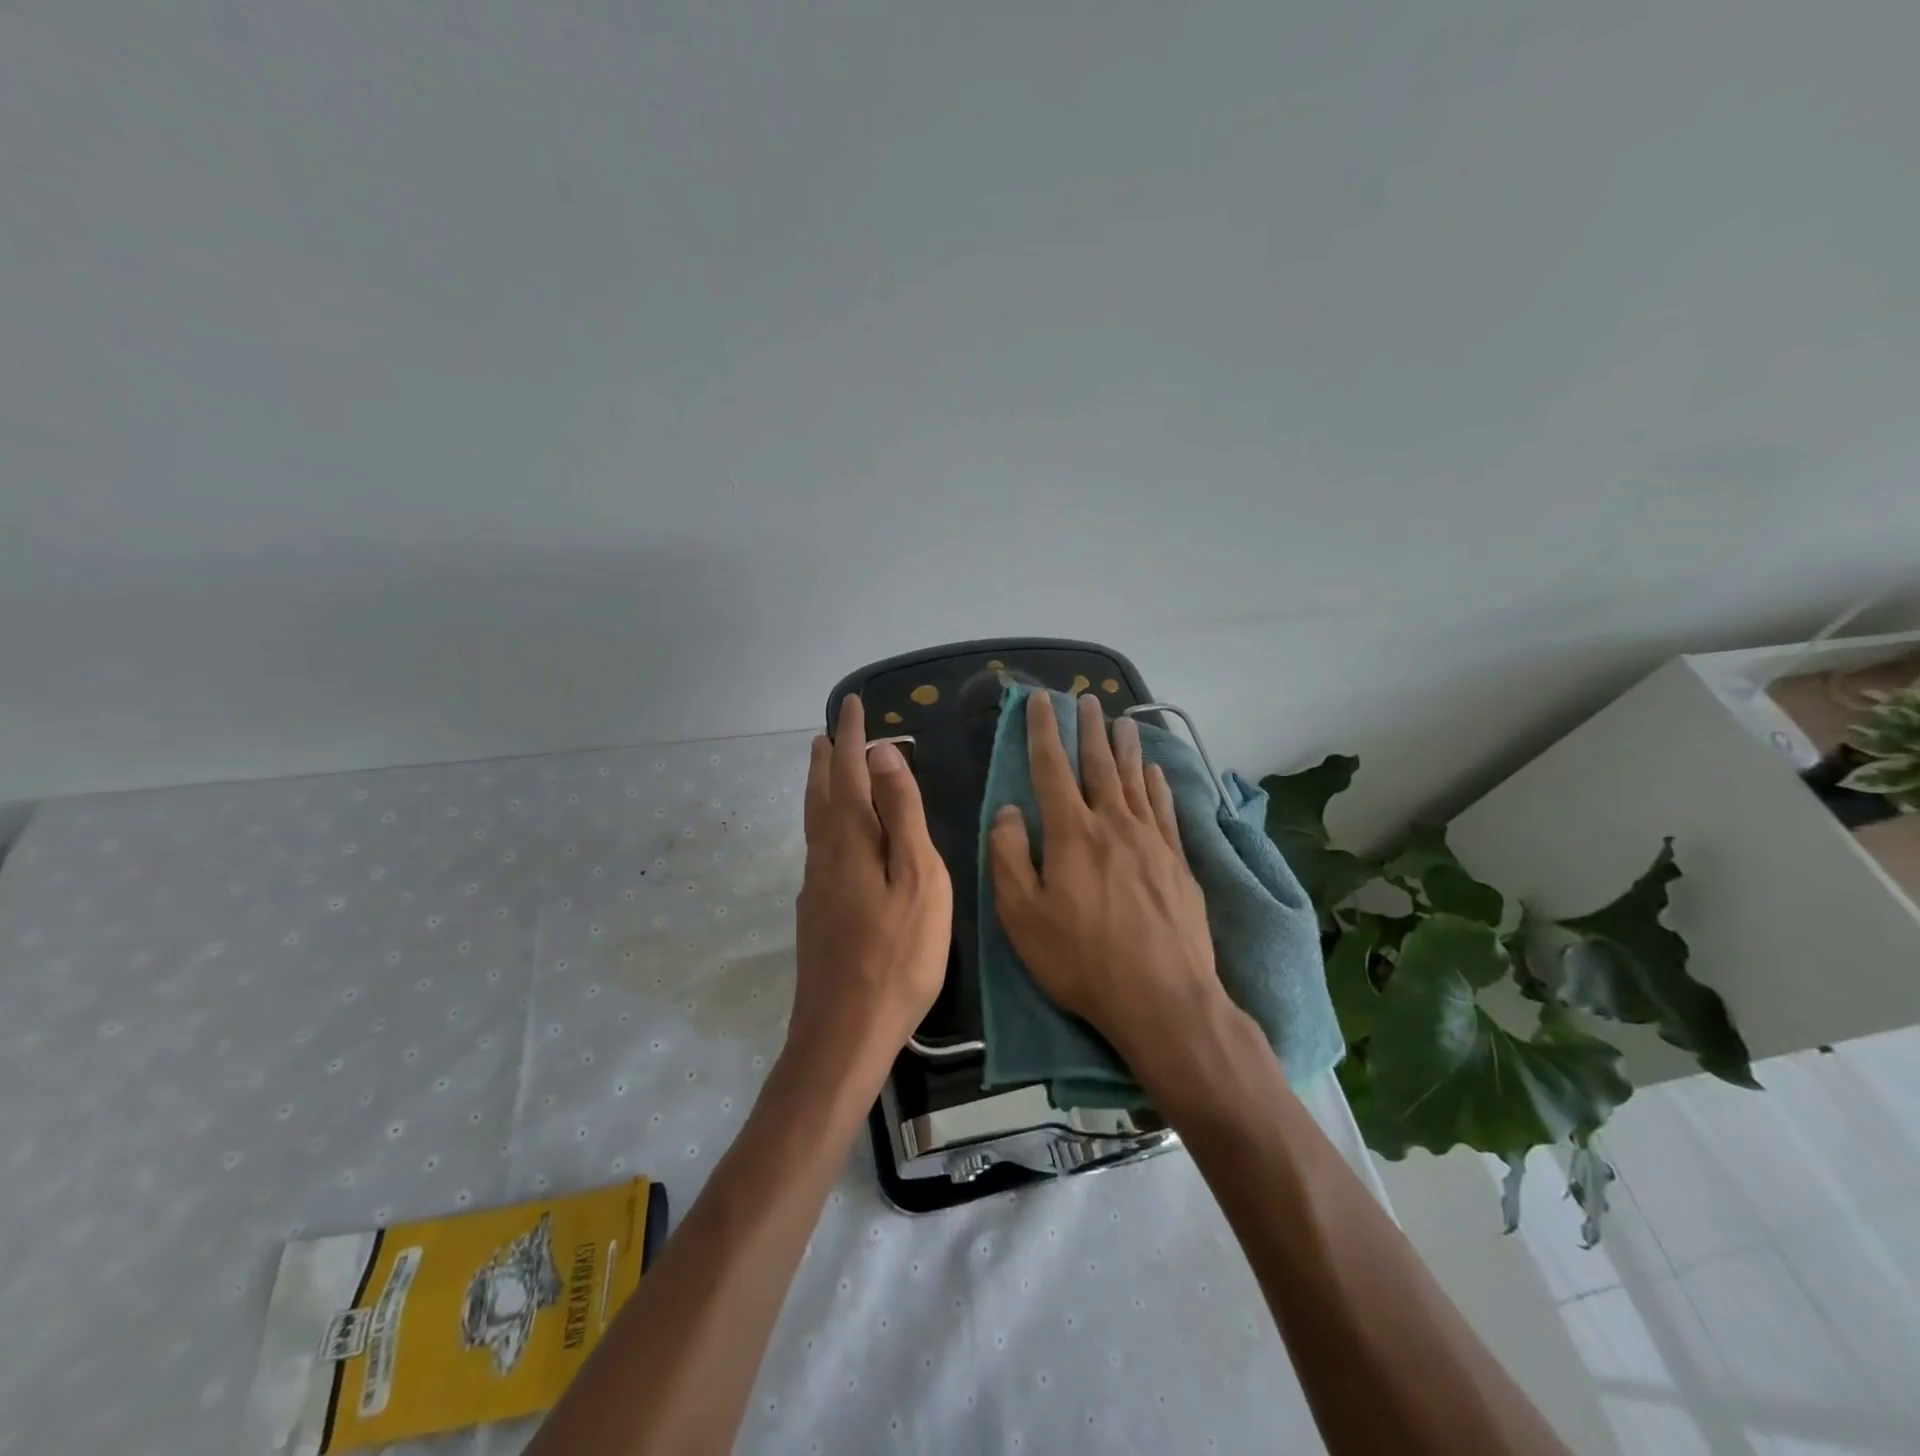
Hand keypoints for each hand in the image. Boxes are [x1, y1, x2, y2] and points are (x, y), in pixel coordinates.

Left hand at [791, 695, 952, 1081]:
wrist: (844, 1032)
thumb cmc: (897, 954)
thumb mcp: (917, 878)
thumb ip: (901, 814)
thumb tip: (882, 754)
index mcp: (850, 839)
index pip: (850, 772)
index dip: (854, 737)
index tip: (854, 705)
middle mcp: (825, 855)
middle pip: (822, 794)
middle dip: (828, 759)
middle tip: (831, 732)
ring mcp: (815, 886)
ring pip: (815, 822)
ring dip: (820, 788)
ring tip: (825, 769)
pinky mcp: (815, 913)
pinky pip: (818, 847)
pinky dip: (825, 822)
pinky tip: (833, 837)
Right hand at [989, 692, 1242, 1088]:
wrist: (1162, 997)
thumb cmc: (1081, 959)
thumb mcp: (1022, 915)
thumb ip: (1010, 856)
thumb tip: (1008, 810)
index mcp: (1072, 833)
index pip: (1051, 768)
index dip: (1043, 731)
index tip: (1039, 700)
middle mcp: (1113, 824)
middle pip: (1099, 765)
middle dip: (1089, 729)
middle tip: (1086, 699)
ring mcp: (1151, 841)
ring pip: (1135, 781)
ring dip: (1126, 748)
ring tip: (1123, 721)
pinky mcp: (1178, 863)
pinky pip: (1165, 810)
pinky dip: (1158, 785)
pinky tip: (1156, 773)